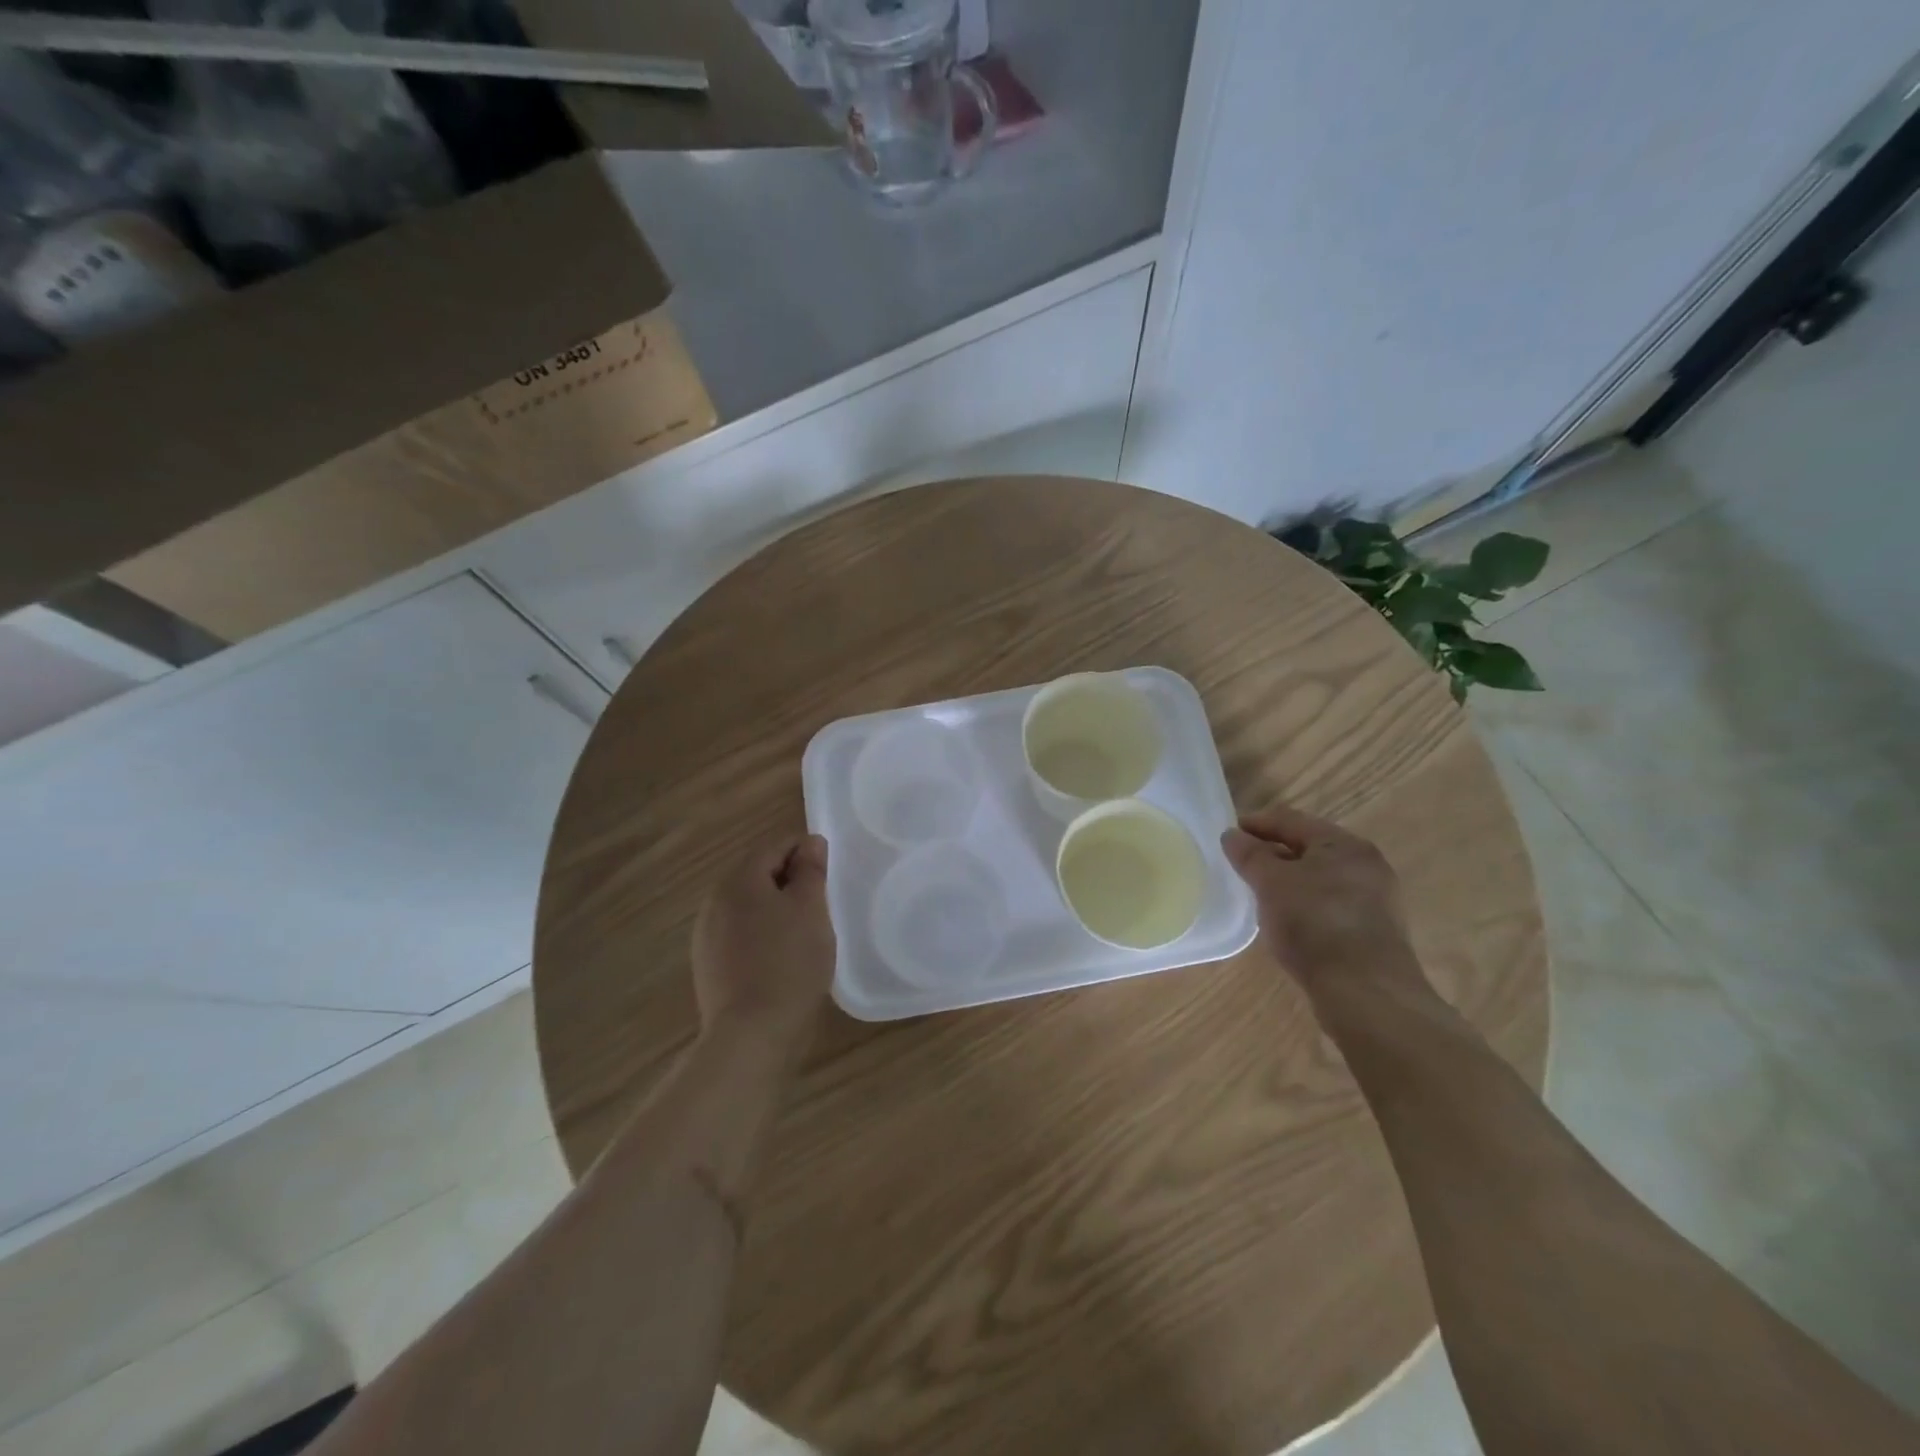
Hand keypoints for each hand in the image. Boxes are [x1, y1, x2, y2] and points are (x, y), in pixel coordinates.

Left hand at [691, 834, 835, 1049]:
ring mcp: (706, 935)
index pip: (775, 846)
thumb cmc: (789, 963)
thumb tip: (810, 843)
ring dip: (775, 908)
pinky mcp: (709, 965)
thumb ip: (810, 870)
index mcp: (738, 880)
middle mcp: (714, 900)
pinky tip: (781, 957)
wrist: (751, 1035)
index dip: (806, 851)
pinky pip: (739, 934)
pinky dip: (762, 934)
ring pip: (748, 905)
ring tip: (804, 930)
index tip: (829, 872)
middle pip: (757, 874)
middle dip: (790, 880)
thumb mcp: (811, 909)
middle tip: (821, 901)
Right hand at [1221, 804, 1420, 995]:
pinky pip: (1329, 905)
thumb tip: (1231, 835)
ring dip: (1288, 880)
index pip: (1291, 820)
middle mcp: (1365, 865)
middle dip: (1272, 853)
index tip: (1226, 836)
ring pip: (1319, 878)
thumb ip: (1250, 855)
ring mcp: (1374, 900)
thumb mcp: (1271, 883)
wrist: (1366, 994)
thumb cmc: (1314, 924)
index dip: (1255, 824)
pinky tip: (1286, 921)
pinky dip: (1304, 904)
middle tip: (1239, 864)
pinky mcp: (1373, 932)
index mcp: (1344, 844)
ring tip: (1257, 893)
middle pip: (1308, 847)